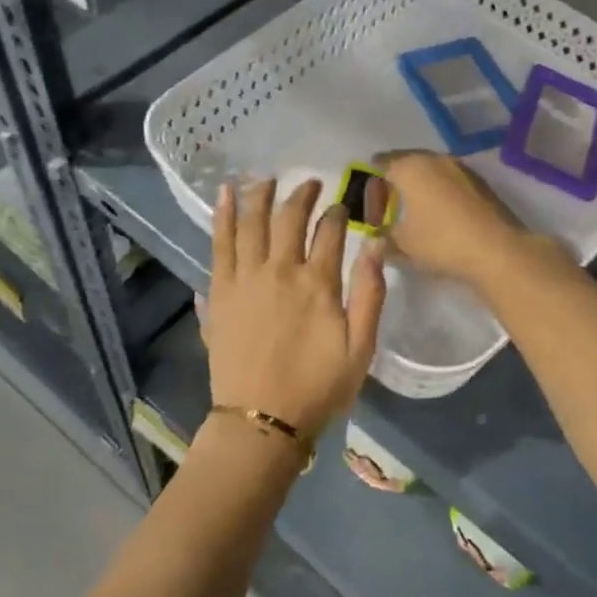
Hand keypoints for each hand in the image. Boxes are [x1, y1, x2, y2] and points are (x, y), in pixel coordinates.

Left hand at [206, 177, 385, 439]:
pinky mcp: (220, 291)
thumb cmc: (317, 387)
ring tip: (267, 177)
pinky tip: (224, 193)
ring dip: (260, 195)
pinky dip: (222, 215)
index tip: (342, 204)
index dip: (338, 212)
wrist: (261, 419)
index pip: (330, 231)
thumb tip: (376, 244)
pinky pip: (219, 243)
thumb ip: (370, 294)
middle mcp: (279, 270)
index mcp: (318, 283)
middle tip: (310, 183)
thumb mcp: (360, 348)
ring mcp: (244, 278)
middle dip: (302, 195)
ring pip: (251, 222)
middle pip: (289, 218)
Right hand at [372, 150, 535, 288]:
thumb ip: (383, 238)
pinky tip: (439, 214)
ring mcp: (462, 168)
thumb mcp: (402, 245)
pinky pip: (450, 181)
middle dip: (395, 181)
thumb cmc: (440, 241)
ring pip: (431, 170)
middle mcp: (436, 159)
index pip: (382, 162)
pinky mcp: (481, 183)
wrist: (497, 250)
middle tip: (388, 205)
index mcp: (410, 167)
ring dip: (419, 186)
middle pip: (407, 162)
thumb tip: (377, 237)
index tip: (368, 200)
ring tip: (413, 211)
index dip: (371, 180)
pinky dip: (439, 192)